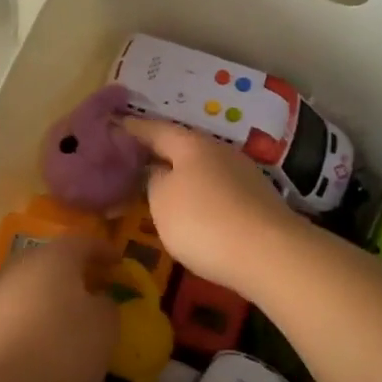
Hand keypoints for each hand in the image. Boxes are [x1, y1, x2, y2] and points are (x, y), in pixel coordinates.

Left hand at [0, 235, 117, 381]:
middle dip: (74, 274)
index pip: (82, 241)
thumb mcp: (105, 327)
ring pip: (31, 289)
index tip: (119, 262)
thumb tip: (97, 300)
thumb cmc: (61, 348)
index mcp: (53, 257)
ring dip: (51, 300)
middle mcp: (20, 267)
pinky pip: (15, 316)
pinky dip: (33, 323)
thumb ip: (107, 306)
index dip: (103, 250)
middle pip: (51, 262)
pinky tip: (44, 346)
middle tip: (95, 290)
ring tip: (71, 322)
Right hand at [121, 117, 305, 299]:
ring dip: (180, 175)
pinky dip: (200, 194)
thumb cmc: (204, 222)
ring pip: (201, 168)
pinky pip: (218, 189)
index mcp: (191, 144)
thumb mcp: (162, 202)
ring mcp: (242, 174)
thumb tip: (156, 171)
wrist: (270, 254)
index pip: (154, 129)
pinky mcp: (256, 199)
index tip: (111, 126)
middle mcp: (219, 150)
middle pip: (181, 147)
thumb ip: (152, 181)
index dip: (131, 128)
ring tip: (158, 188)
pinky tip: (192, 209)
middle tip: (131, 161)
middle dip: (157, 153)